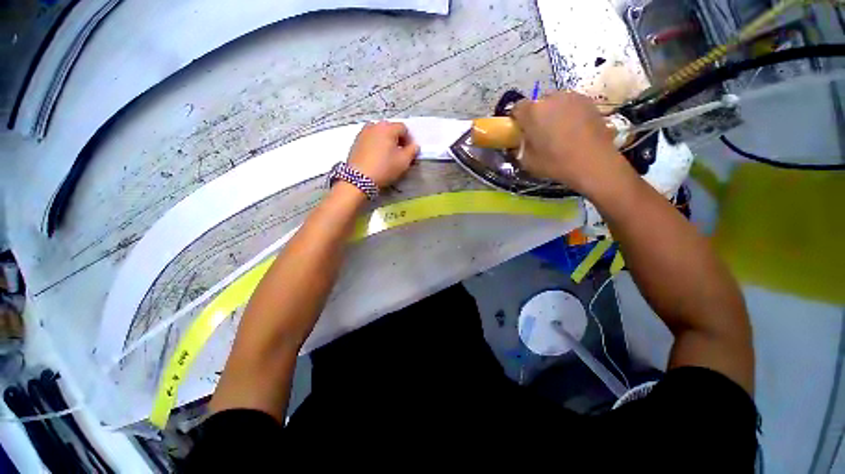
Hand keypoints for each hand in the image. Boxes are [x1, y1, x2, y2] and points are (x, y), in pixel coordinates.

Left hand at [347, 121, 419, 187]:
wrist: (359, 179)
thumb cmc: (384, 168)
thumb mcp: (404, 162)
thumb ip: (412, 151)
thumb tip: (414, 145)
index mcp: (388, 128)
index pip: (403, 128)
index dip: (409, 139)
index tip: (409, 151)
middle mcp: (374, 125)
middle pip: (390, 129)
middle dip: (397, 139)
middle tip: (399, 153)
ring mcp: (363, 132)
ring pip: (379, 133)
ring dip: (385, 141)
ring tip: (387, 155)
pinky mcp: (355, 141)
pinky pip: (370, 139)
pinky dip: (375, 144)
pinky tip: (376, 157)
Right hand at [512, 91, 628, 196]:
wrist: (593, 162)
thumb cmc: (555, 163)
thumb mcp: (528, 162)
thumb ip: (520, 149)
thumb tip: (520, 143)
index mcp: (532, 112)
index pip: (517, 108)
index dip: (517, 119)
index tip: (520, 131)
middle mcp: (551, 98)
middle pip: (538, 103)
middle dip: (536, 115)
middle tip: (539, 132)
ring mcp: (572, 97)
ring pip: (556, 102)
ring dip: (553, 113)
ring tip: (558, 131)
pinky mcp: (589, 102)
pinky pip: (571, 105)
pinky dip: (569, 114)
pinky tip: (574, 130)